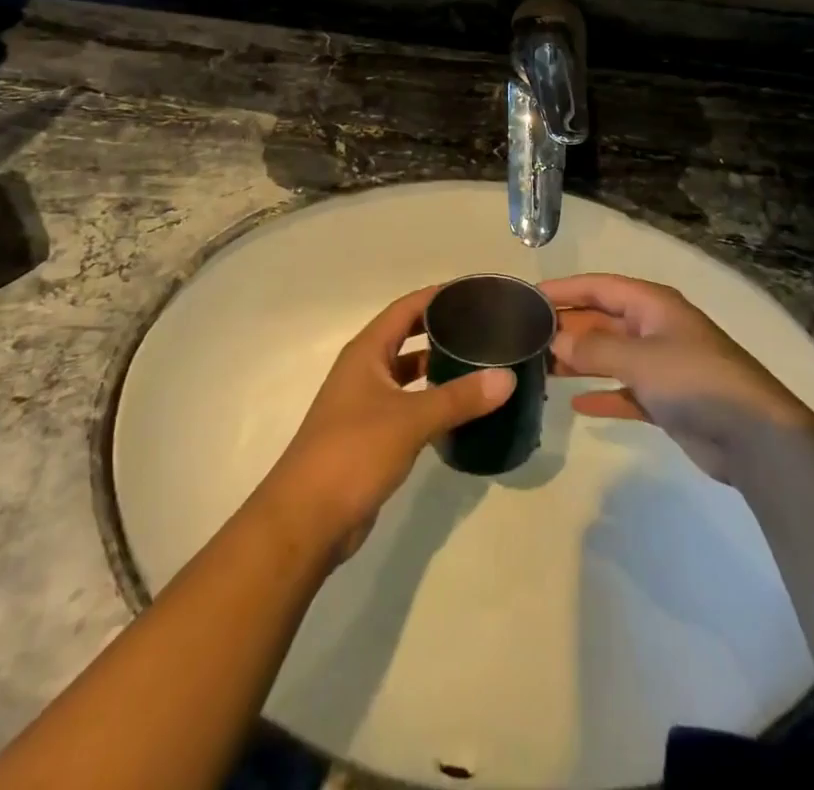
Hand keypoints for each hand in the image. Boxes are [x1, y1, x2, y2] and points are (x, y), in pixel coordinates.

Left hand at [264, 286, 514, 558]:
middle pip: (407, 337)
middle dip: (441, 329)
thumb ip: (459, 398)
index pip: (406, 308)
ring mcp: (365, 404)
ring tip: (479, 363)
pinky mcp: (370, 436)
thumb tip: (507, 378)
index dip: (437, 296)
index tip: (474, 291)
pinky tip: (459, 409)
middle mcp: (364, 370)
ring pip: (408, 373)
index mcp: (366, 352)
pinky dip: (431, 400)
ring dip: (437, 366)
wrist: (305, 521)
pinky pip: (408, 405)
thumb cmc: (352, 453)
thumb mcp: (410, 420)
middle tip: (484, 327)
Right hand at [546, 274, 813, 482]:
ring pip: (610, 354)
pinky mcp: (666, 399)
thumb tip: (556, 341)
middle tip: (525, 339)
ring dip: (579, 360)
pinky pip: (624, 389)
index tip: (527, 297)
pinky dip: (602, 393)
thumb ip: (595, 349)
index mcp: (652, 304)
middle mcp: (654, 327)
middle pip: (602, 319)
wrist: (753, 436)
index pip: (599, 286)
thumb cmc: (695, 380)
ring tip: (540, 368)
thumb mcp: (640, 358)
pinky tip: (575, 404)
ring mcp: (661, 364)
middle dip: (568, 327)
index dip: (564, 289)